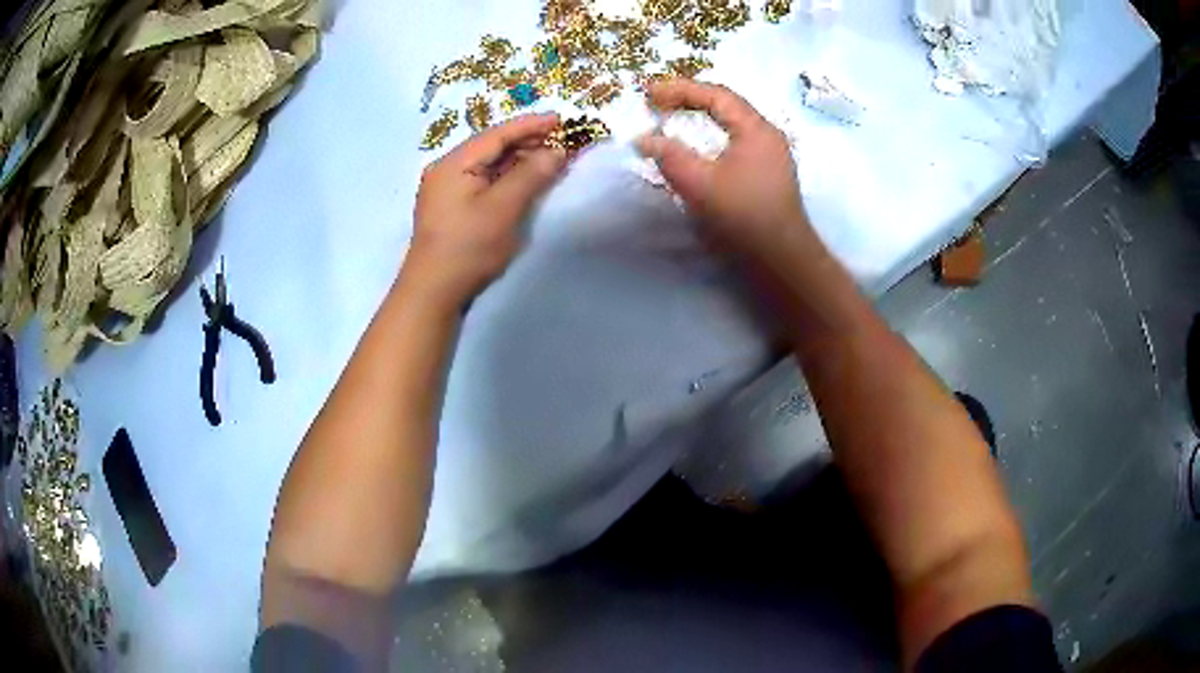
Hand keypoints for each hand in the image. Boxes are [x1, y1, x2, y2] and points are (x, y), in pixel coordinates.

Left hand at [406, 113, 567, 305]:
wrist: (433, 291)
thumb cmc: (468, 247)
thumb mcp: (503, 208)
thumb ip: (531, 175)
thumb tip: (557, 150)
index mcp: (453, 163)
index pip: (496, 134)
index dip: (530, 125)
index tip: (561, 119)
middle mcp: (446, 169)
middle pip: (491, 146)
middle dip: (527, 142)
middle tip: (561, 140)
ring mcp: (446, 189)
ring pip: (487, 164)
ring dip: (518, 159)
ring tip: (549, 158)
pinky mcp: (451, 207)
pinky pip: (483, 180)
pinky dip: (506, 177)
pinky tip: (525, 179)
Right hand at [636, 81, 820, 271]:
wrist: (781, 262)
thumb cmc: (743, 218)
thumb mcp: (700, 184)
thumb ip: (669, 156)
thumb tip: (643, 139)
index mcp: (757, 129)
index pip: (716, 95)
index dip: (679, 89)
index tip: (648, 94)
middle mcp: (767, 136)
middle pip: (726, 105)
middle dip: (689, 100)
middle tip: (657, 103)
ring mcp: (771, 157)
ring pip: (731, 125)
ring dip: (700, 118)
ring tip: (672, 119)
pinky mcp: (767, 176)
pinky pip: (735, 143)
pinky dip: (710, 138)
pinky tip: (696, 149)